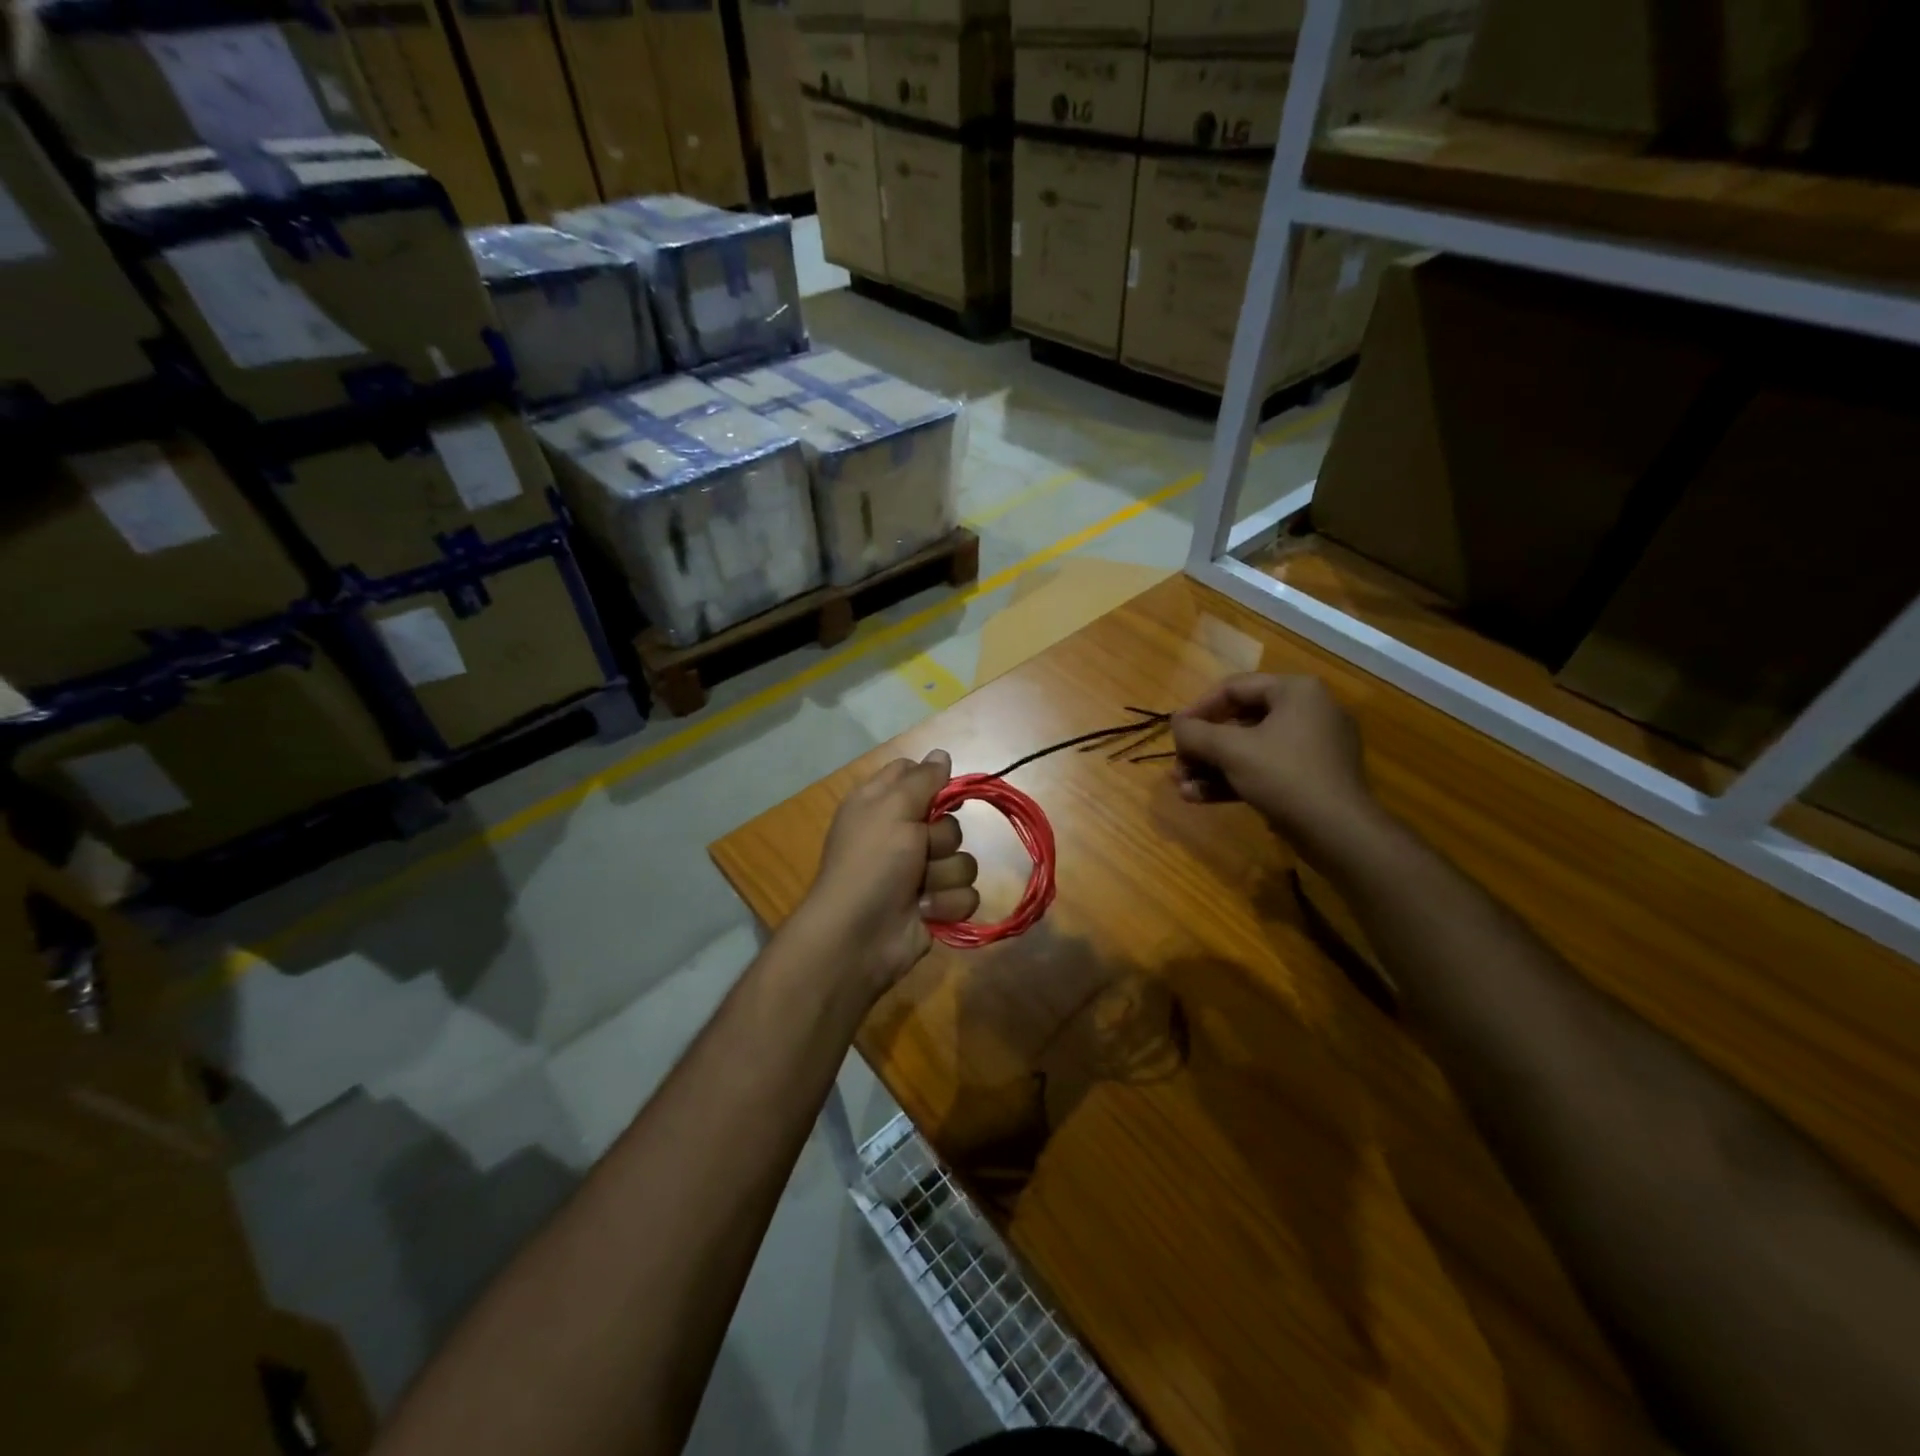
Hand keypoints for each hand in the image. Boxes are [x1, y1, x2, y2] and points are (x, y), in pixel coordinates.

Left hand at [791, 750, 979, 997]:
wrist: (859, 936)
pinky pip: (966, 894)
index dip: (932, 783)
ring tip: (918, 889)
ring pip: (963, 860)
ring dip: (943, 876)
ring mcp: (920, 873)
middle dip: (940, 840)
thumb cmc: (871, 863)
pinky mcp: (936, 905)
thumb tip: (941, 753)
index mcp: (882, 805)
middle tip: (918, 851)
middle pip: (949, 821)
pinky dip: (947, 903)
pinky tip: (925, 912)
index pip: (916, 776)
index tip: (940, 794)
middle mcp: (901, 835)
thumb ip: (922, 779)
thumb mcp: (892, 809)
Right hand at [1170, 674, 1380, 853]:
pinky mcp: (1311, 778)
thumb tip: (1176, 723)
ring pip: (1249, 750)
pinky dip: (1233, 781)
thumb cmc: (1285, 777)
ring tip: (1182, 788)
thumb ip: (1196, 733)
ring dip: (1211, 768)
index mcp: (1296, 691)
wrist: (1339, 833)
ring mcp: (1312, 747)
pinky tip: (1200, 798)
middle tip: (1177, 767)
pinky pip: (1265, 770)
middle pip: (1239, 722)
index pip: (1234, 688)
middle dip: (1202, 748)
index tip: (1173, 732)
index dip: (1197, 709)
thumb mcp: (1231, 750)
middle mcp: (1308, 712)